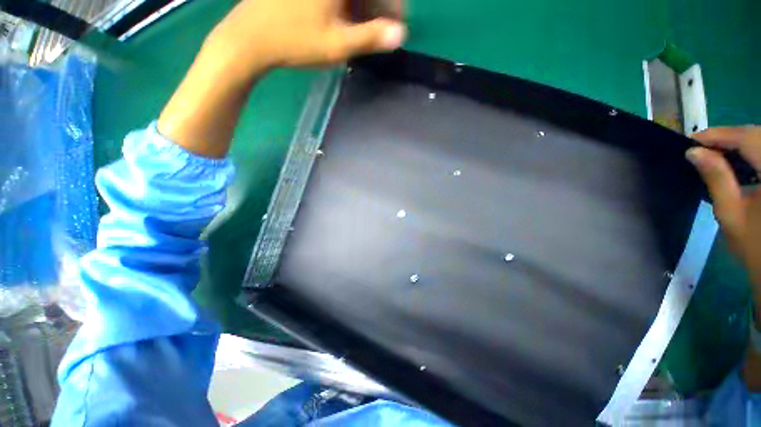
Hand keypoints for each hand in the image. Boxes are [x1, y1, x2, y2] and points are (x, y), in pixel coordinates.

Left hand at [159, 0, 404, 157]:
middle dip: (378, 7)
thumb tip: (401, 35)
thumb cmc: (295, 42)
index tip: (398, 25)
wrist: (250, 38)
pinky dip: (345, 7)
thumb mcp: (338, 45)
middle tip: (384, 31)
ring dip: (362, 8)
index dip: (393, 5)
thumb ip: (371, 37)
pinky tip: (346, 21)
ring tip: (366, 31)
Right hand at [687, 127, 760, 291]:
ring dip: (742, 143)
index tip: (692, 140)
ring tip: (718, 153)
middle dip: (730, 137)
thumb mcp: (731, 213)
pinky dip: (754, 152)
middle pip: (758, 135)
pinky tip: (741, 162)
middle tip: (702, 147)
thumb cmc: (755, 247)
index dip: (719, 135)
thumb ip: (716, 179)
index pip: (747, 138)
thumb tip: (694, 153)